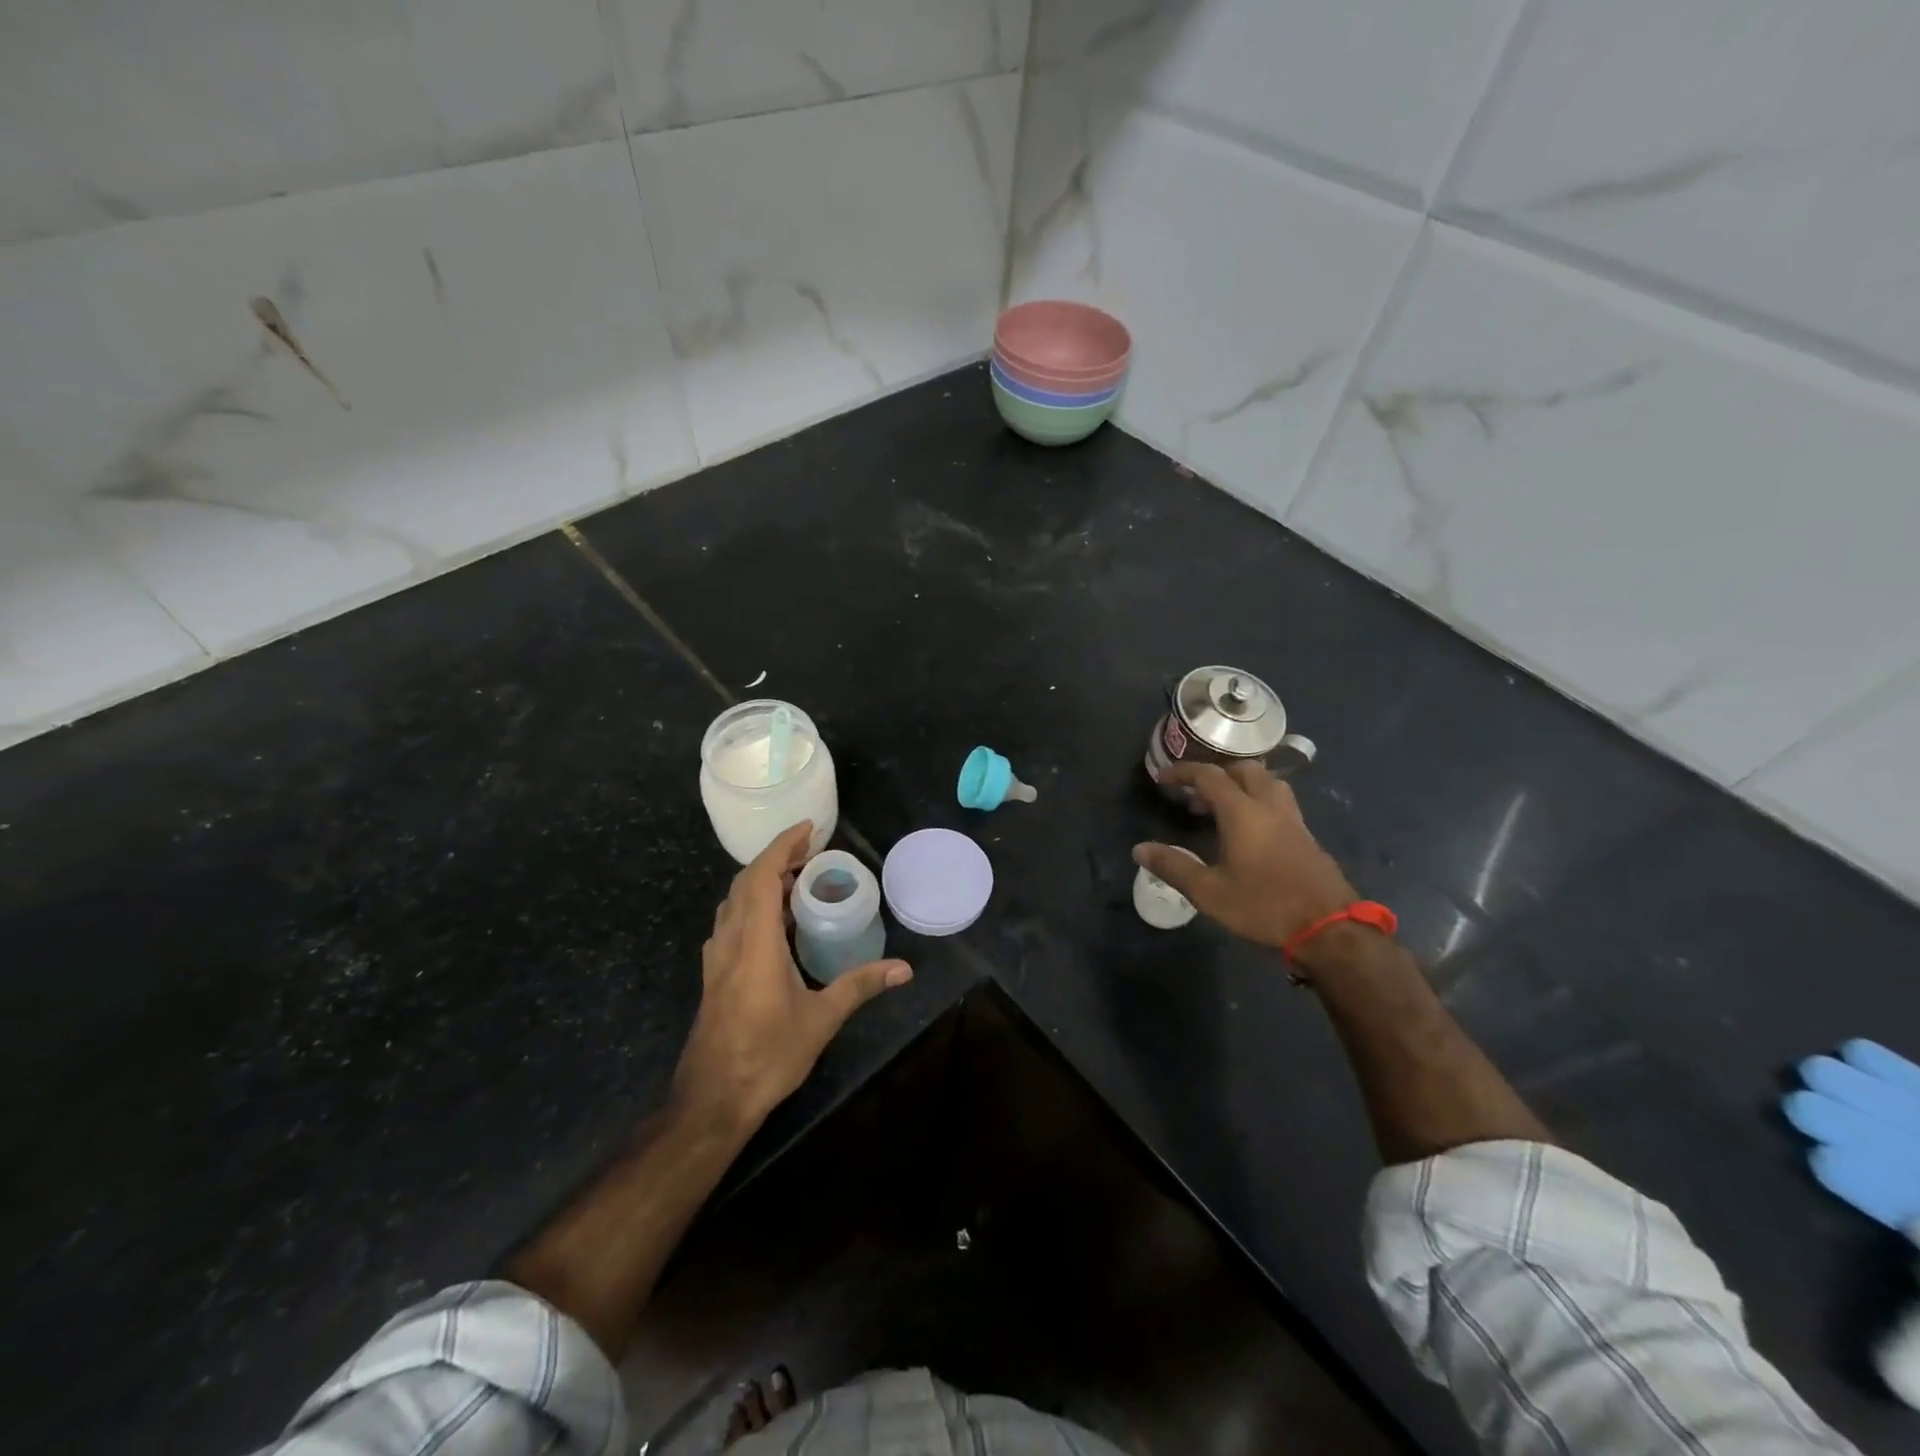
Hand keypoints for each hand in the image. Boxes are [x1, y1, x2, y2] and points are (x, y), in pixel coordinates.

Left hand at [674, 822, 911, 1129]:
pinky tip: (774, 920)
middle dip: (777, 857)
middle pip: (746, 881)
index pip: (763, 876)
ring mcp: (717, 956)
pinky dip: (752, 903)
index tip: (810, 829)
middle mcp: (730, 940)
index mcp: (754, 942)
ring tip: (797, 879)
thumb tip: (904, 969)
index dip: (784, 846)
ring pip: (734, 901)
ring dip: (762, 880)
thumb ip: (860, 986)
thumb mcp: (821, 1019)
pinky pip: (731, 920)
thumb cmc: (767, 1055)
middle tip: (812, 851)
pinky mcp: (713, 972)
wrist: (713, 1099)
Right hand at [1134, 761, 1355, 952]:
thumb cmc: (1264, 906)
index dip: (1184, 772)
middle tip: (1196, 794)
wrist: (1330, 929)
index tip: (1163, 778)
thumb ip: (1174, 867)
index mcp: (1243, 813)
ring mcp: (1293, 820)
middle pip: (1245, 770)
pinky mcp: (1307, 837)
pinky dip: (1258, 802)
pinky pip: (1279, 803)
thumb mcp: (1209, 892)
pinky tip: (1250, 831)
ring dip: (1242, 784)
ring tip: (1223, 807)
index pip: (1210, 777)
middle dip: (1217, 773)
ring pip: (1268, 783)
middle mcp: (1270, 807)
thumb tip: (1139, 849)